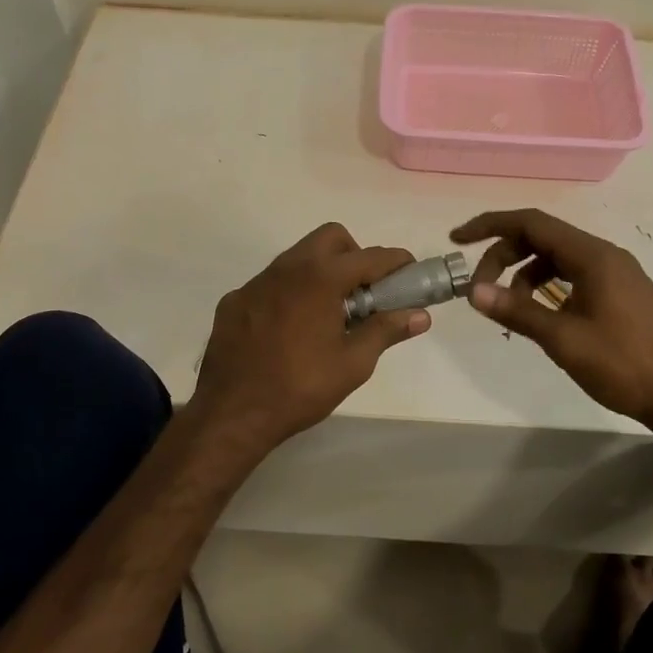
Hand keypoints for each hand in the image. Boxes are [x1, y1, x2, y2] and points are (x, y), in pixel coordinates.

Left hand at [189, 223, 430, 453]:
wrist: (232, 413)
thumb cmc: (301, 387)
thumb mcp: (353, 363)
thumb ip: (386, 330)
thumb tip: (420, 315)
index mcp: (320, 278)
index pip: (370, 256)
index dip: (397, 262)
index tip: (411, 273)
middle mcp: (287, 268)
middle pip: (331, 239)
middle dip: (355, 255)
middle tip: (364, 293)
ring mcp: (256, 282)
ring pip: (297, 257)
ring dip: (321, 272)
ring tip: (329, 313)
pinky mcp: (234, 300)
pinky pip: (270, 283)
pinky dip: (290, 293)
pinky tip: (289, 330)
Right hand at [452, 209, 652, 431]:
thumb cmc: (625, 364)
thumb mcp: (564, 339)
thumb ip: (517, 311)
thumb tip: (474, 292)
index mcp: (592, 256)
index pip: (532, 222)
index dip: (490, 226)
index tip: (458, 239)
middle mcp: (604, 255)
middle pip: (542, 238)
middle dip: (504, 256)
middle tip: (479, 289)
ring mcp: (614, 274)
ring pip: (556, 259)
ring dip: (524, 275)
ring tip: (508, 308)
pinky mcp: (619, 293)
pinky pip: (572, 276)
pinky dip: (546, 288)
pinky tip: (538, 316)